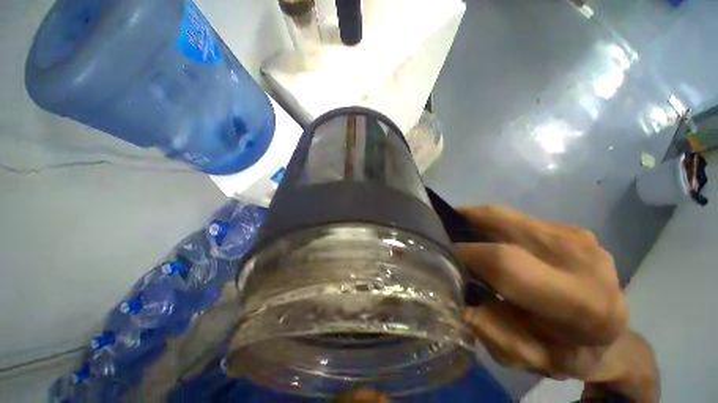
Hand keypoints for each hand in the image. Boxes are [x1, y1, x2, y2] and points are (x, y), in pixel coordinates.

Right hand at [456, 206, 655, 399]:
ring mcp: (578, 236)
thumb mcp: (525, 356)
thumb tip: (451, 290)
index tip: (441, 257)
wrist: (614, 339)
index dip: (465, 255)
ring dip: (475, 222)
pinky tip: (487, 239)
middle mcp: (582, 258)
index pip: (505, 263)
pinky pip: (517, 219)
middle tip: (440, 231)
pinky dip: (493, 225)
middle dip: (463, 222)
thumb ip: (487, 326)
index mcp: (580, 303)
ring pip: (506, 215)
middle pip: (502, 222)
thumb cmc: (570, 354)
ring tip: (458, 233)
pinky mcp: (571, 228)